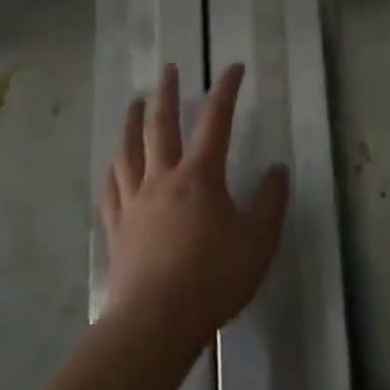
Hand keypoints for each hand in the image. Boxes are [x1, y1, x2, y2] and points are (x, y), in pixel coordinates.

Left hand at [99, 63, 289, 353]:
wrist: (156, 320)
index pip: (216, 122)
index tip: (232, 68)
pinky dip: (114, 167)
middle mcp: (162, 179)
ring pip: (128, 151)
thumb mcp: (259, 240)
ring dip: (133, 122)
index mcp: (200, 177)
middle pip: (161, 126)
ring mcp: (134, 203)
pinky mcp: (117, 228)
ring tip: (136, 103)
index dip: (225, 91)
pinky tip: (113, 163)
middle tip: (168, 69)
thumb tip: (278, 169)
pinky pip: (111, 188)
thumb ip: (271, 201)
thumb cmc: (215, 278)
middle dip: (167, 94)